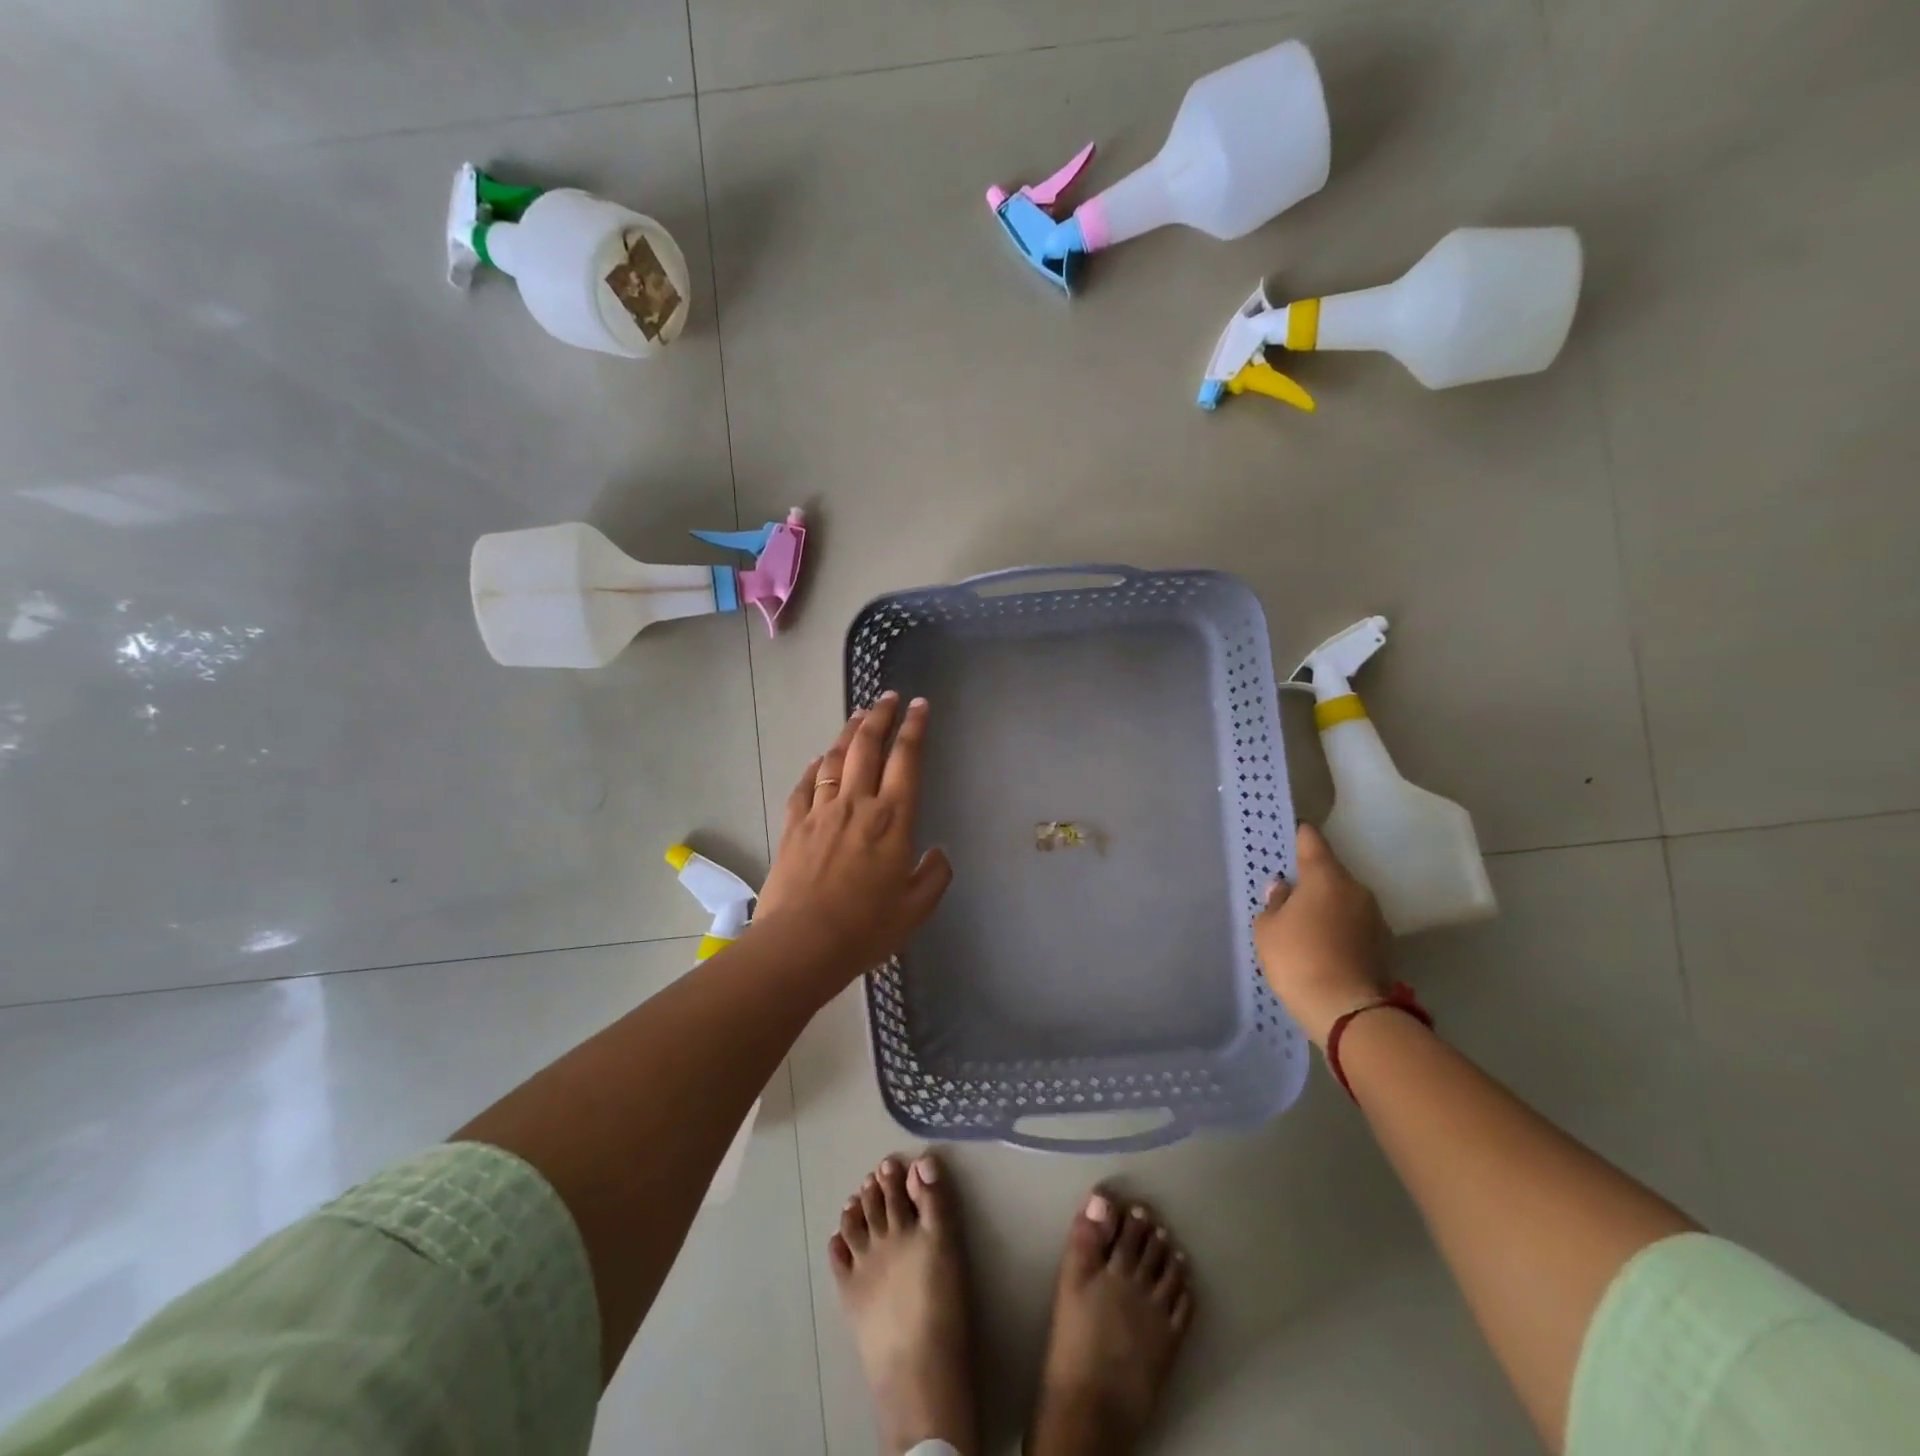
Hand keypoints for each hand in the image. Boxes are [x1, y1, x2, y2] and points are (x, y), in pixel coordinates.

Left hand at [752, 693, 952, 980]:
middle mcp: (857, 804)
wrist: (801, 944)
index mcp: (893, 819)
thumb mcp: (916, 908)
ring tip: (859, 715)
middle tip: (888, 696)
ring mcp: (821, 812)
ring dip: (849, 732)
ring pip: (835, 759)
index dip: (914, 728)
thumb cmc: (865, 928)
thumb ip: (934, 876)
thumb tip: (938, 852)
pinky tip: (819, 760)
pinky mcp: (793, 825)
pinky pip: (805, 785)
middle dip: (881, 716)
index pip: (907, 759)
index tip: (920, 705)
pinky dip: (815, 767)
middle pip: (868, 746)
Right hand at [1254, 823, 1391, 1046]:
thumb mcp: (1268, 929)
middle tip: (1287, 892)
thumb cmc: (1298, 959)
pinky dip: (1338, 928)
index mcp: (1326, 876)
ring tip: (1303, 924)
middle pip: (1329, 872)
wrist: (1348, 1011)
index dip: (1297, 835)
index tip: (1286, 835)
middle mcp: (1356, 888)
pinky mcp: (1383, 944)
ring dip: (1326, 905)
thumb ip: (1273, 902)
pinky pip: (1353, 924)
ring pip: (1343, 899)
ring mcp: (1375, 917)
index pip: (1311, 840)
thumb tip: (1283, 889)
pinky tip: (1321, 945)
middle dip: (1310, 879)